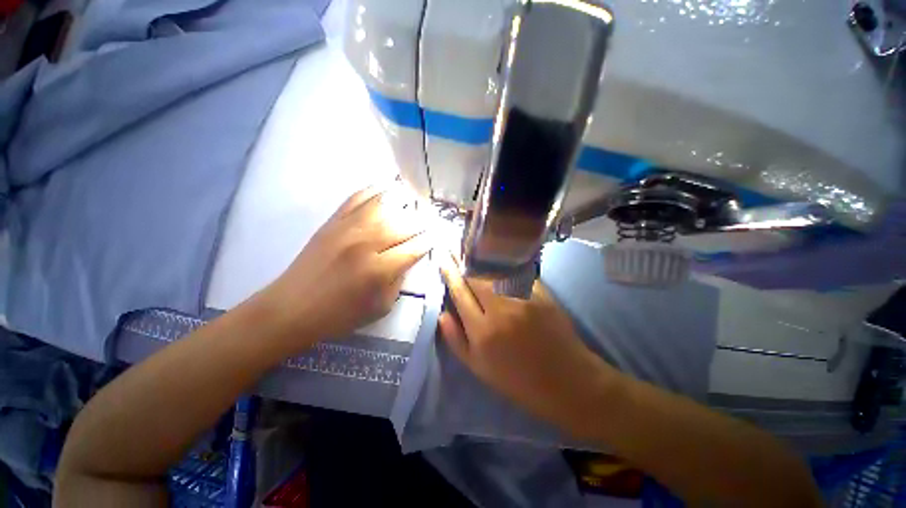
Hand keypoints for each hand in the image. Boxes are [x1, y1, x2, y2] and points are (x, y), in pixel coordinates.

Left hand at [261, 185, 431, 349]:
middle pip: (405, 223)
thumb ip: (400, 279)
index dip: (430, 240)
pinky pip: (357, 197)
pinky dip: (375, 190)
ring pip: (384, 204)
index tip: (439, 236)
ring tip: (416, 198)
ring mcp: (348, 228)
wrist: (292, 308)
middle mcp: (366, 243)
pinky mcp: (332, 221)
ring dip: (404, 199)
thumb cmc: (340, 314)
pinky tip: (386, 189)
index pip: (416, 247)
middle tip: (433, 219)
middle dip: (424, 221)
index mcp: (379, 269)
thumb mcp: (381, 307)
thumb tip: (410, 256)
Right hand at [438, 250, 616, 437]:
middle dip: (462, 261)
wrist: (566, 381)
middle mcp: (501, 310)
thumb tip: (442, 313)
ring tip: (471, 251)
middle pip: (476, 276)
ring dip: (480, 260)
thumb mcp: (479, 368)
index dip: (449, 273)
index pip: (460, 292)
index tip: (442, 258)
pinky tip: (497, 259)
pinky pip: (516, 273)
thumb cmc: (518, 379)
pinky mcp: (542, 293)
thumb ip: (456, 340)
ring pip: (495, 271)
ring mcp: (523, 299)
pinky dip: (503, 266)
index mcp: (482, 331)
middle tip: (453, 249)